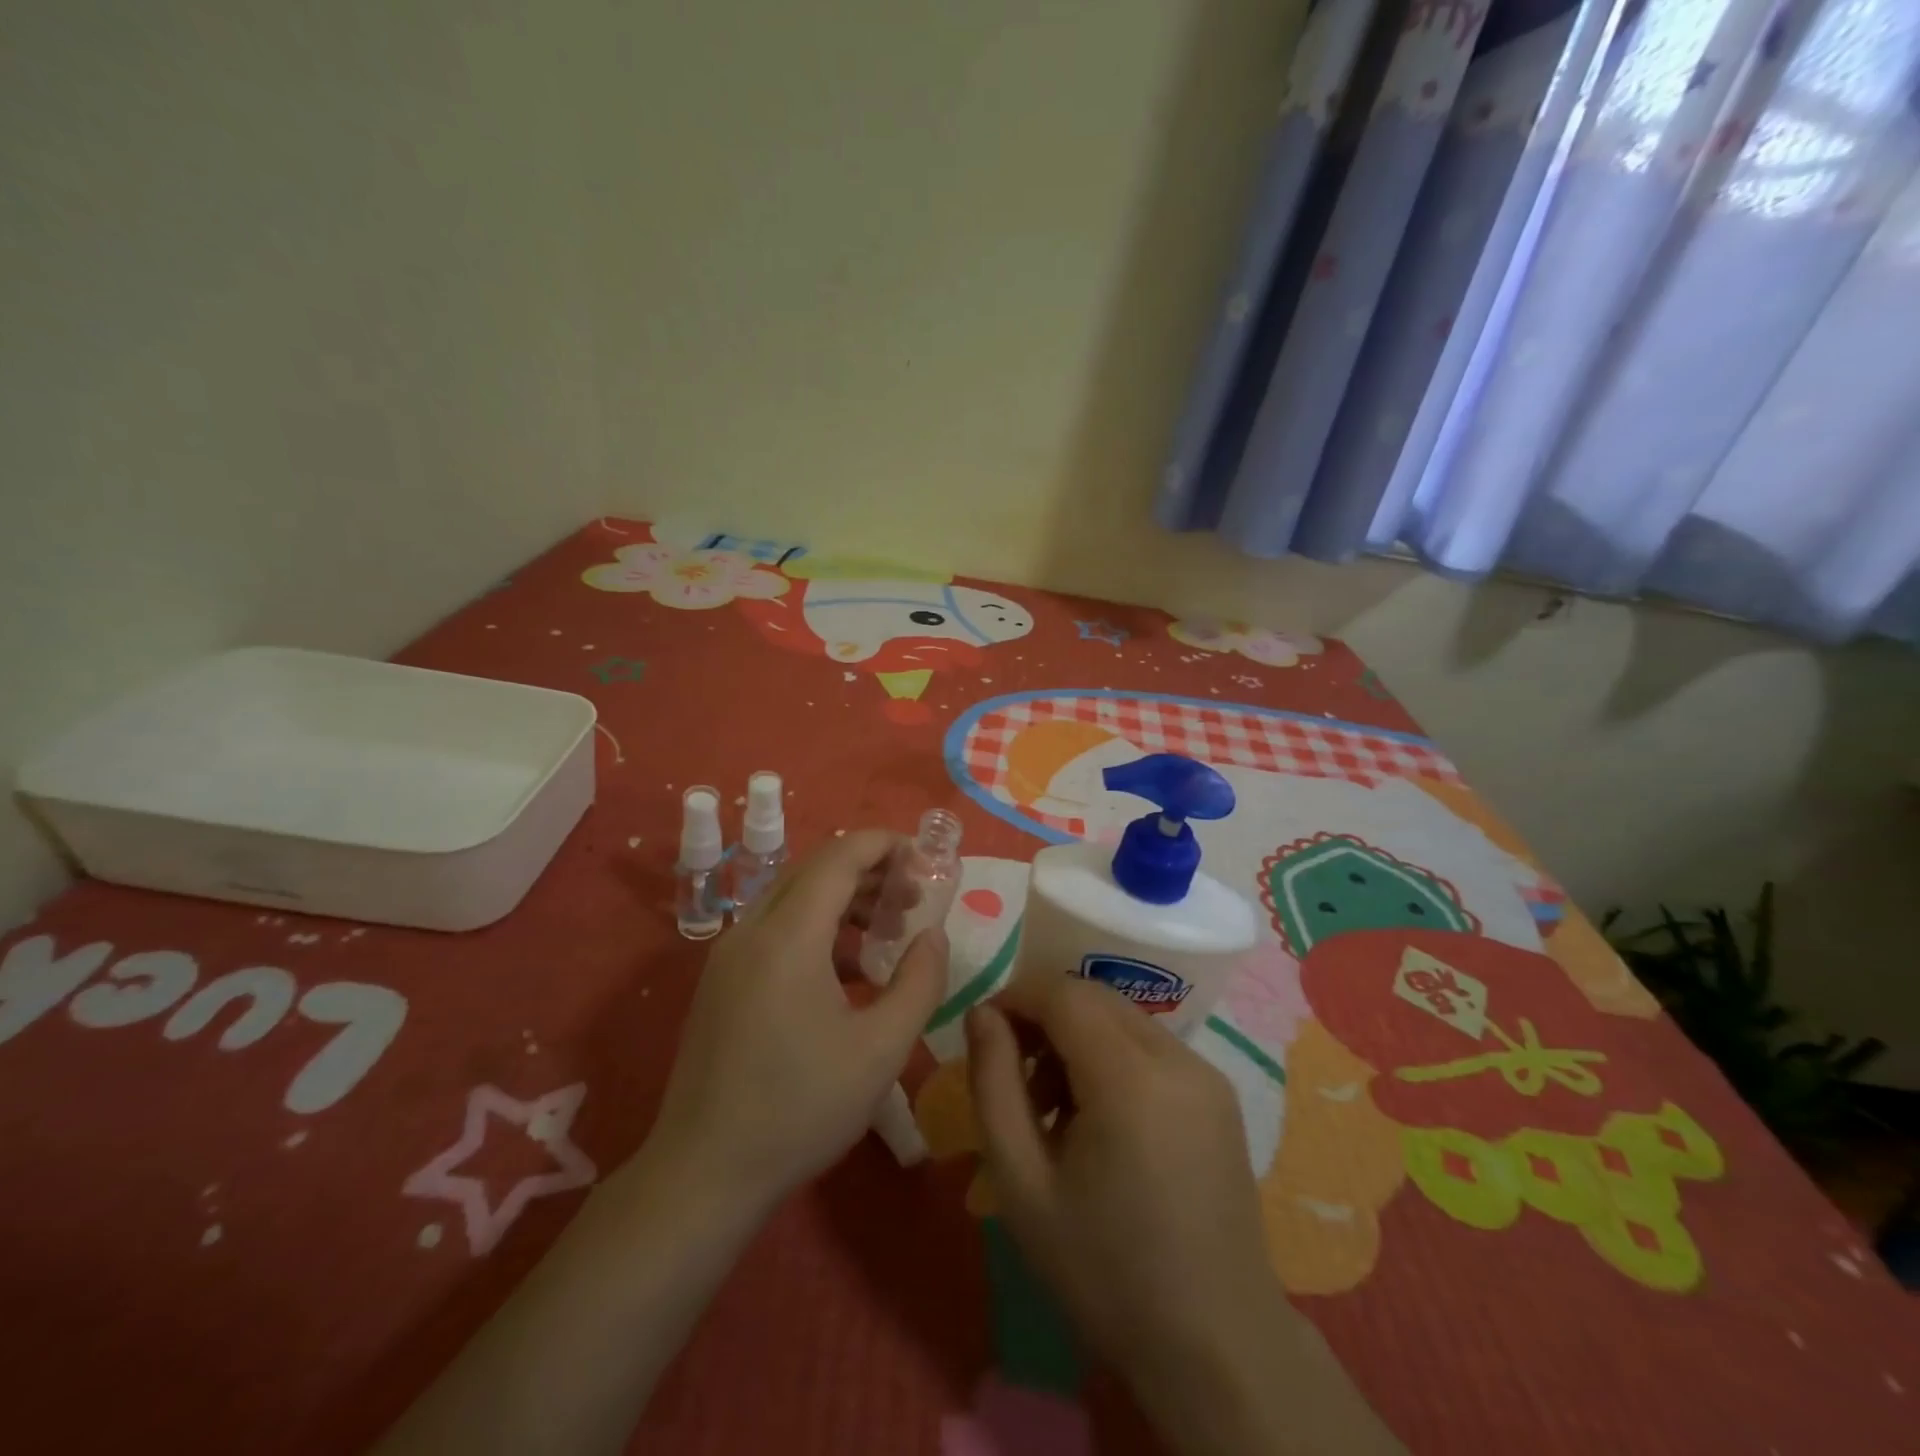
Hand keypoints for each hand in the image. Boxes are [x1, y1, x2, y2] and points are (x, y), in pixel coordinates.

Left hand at [650, 829, 947, 1215]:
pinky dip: (818, 927)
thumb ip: (920, 981)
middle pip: (815, 870)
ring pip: (794, 897)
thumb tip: (933, 935)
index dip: (885, 845)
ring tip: (890, 927)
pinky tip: (850, 968)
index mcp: (787, 936)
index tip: (926, 857)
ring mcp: (730, 955)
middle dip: (870, 870)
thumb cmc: (801, 1109)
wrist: (703, 1174)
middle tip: (915, 896)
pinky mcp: (723, 980)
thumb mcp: (881, 1049)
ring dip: (845, 899)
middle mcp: (752, 930)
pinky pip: (776, 928)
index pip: (839, 857)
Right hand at [966, 978, 1401, 1455]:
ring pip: (1122, 1018)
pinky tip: (1099, 1118)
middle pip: (1094, 998)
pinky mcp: (1220, 1093)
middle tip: (1013, 1074)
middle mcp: (1177, 1057)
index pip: (1063, 994)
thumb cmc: (1105, 1270)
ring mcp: (1206, 1073)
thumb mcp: (1021, 1183)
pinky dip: (1112, 1056)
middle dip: (1044, 1017)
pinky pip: (1151, 1046)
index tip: (984, 1031)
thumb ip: (993, 1084)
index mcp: (1130, 1077)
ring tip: (1052, 1107)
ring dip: (1077, 1037)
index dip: (1016, 998)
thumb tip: (982, 1014)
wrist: (1217, 1346)